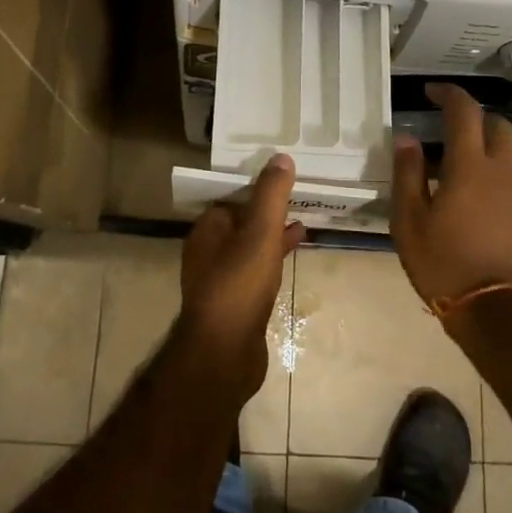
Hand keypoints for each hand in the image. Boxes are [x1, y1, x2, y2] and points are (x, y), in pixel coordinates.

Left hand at [179, 154, 305, 394]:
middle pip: (241, 222)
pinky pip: (256, 271)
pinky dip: (273, 260)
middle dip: (268, 211)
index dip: (257, 188)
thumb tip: (281, 157)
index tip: (285, 180)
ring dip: (273, 235)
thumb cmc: (239, 286)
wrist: (225, 355)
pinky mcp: (235, 305)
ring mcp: (220, 281)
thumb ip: (270, 195)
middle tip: (299, 200)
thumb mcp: (259, 233)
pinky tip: (294, 259)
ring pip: (250, 247)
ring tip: (304, 223)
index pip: (232, 199)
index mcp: (207, 231)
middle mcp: (208, 253)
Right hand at [390, 83, 511, 307]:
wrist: (500, 316)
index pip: (464, 110)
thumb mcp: (409, 221)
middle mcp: (506, 172)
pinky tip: (497, 216)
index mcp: (470, 166)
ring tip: (475, 179)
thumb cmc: (444, 265)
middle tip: (455, 136)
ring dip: (496, 157)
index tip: (432, 92)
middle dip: (477, 122)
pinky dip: (511, 192)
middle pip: (499, 127)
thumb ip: (407, 174)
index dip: (449, 94)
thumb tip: (407, 138)